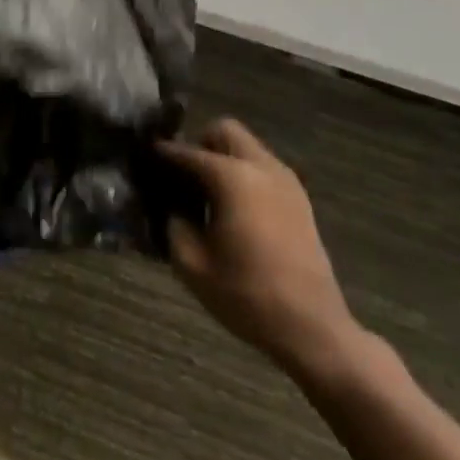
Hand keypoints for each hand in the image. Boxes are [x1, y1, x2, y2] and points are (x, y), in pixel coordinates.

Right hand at [159, 119, 359, 376]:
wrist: (313, 329)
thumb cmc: (247, 295)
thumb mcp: (192, 264)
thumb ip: (174, 224)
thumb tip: (171, 206)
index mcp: (232, 177)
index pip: (187, 152)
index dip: (163, 154)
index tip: (146, 157)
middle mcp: (261, 167)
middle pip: (224, 131)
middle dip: (200, 144)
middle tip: (185, 176)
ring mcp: (286, 181)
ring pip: (247, 147)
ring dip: (225, 158)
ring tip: (209, 194)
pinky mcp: (300, 199)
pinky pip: (263, 168)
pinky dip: (245, 174)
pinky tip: (235, 208)